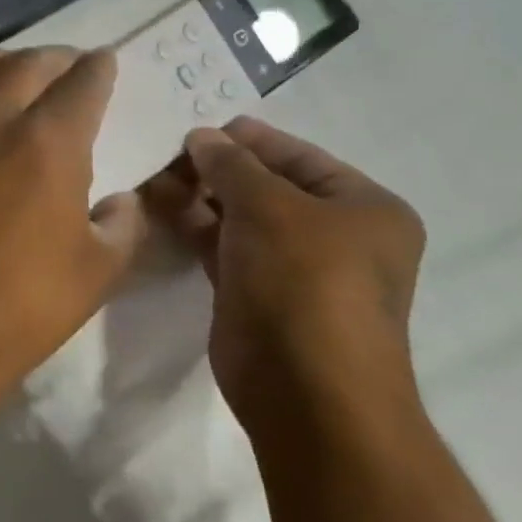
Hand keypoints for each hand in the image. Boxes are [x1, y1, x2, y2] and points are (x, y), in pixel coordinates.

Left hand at [0, 48, 150, 388]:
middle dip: (59, 58)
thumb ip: (123, 224)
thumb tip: (124, 202)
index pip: (81, 82)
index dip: (100, 68)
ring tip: (25, 80)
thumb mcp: (98, 270)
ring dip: (10, 63)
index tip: (106, 63)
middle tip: (73, 69)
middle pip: (28, 62)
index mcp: (47, 142)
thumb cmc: (23, 304)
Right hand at [146, 118, 425, 429]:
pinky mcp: (258, 296)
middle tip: (169, 156)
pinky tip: (163, 210)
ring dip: (203, 198)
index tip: (197, 130)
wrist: (306, 392)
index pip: (299, 156)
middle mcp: (336, 236)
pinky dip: (197, 230)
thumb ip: (231, 165)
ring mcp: (295, 270)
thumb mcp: (268, 207)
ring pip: (242, 219)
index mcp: (364, 208)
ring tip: (157, 178)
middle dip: (219, 170)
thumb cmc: (304, 283)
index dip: (249, 140)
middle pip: (268, 187)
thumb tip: (201, 135)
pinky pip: (225, 250)